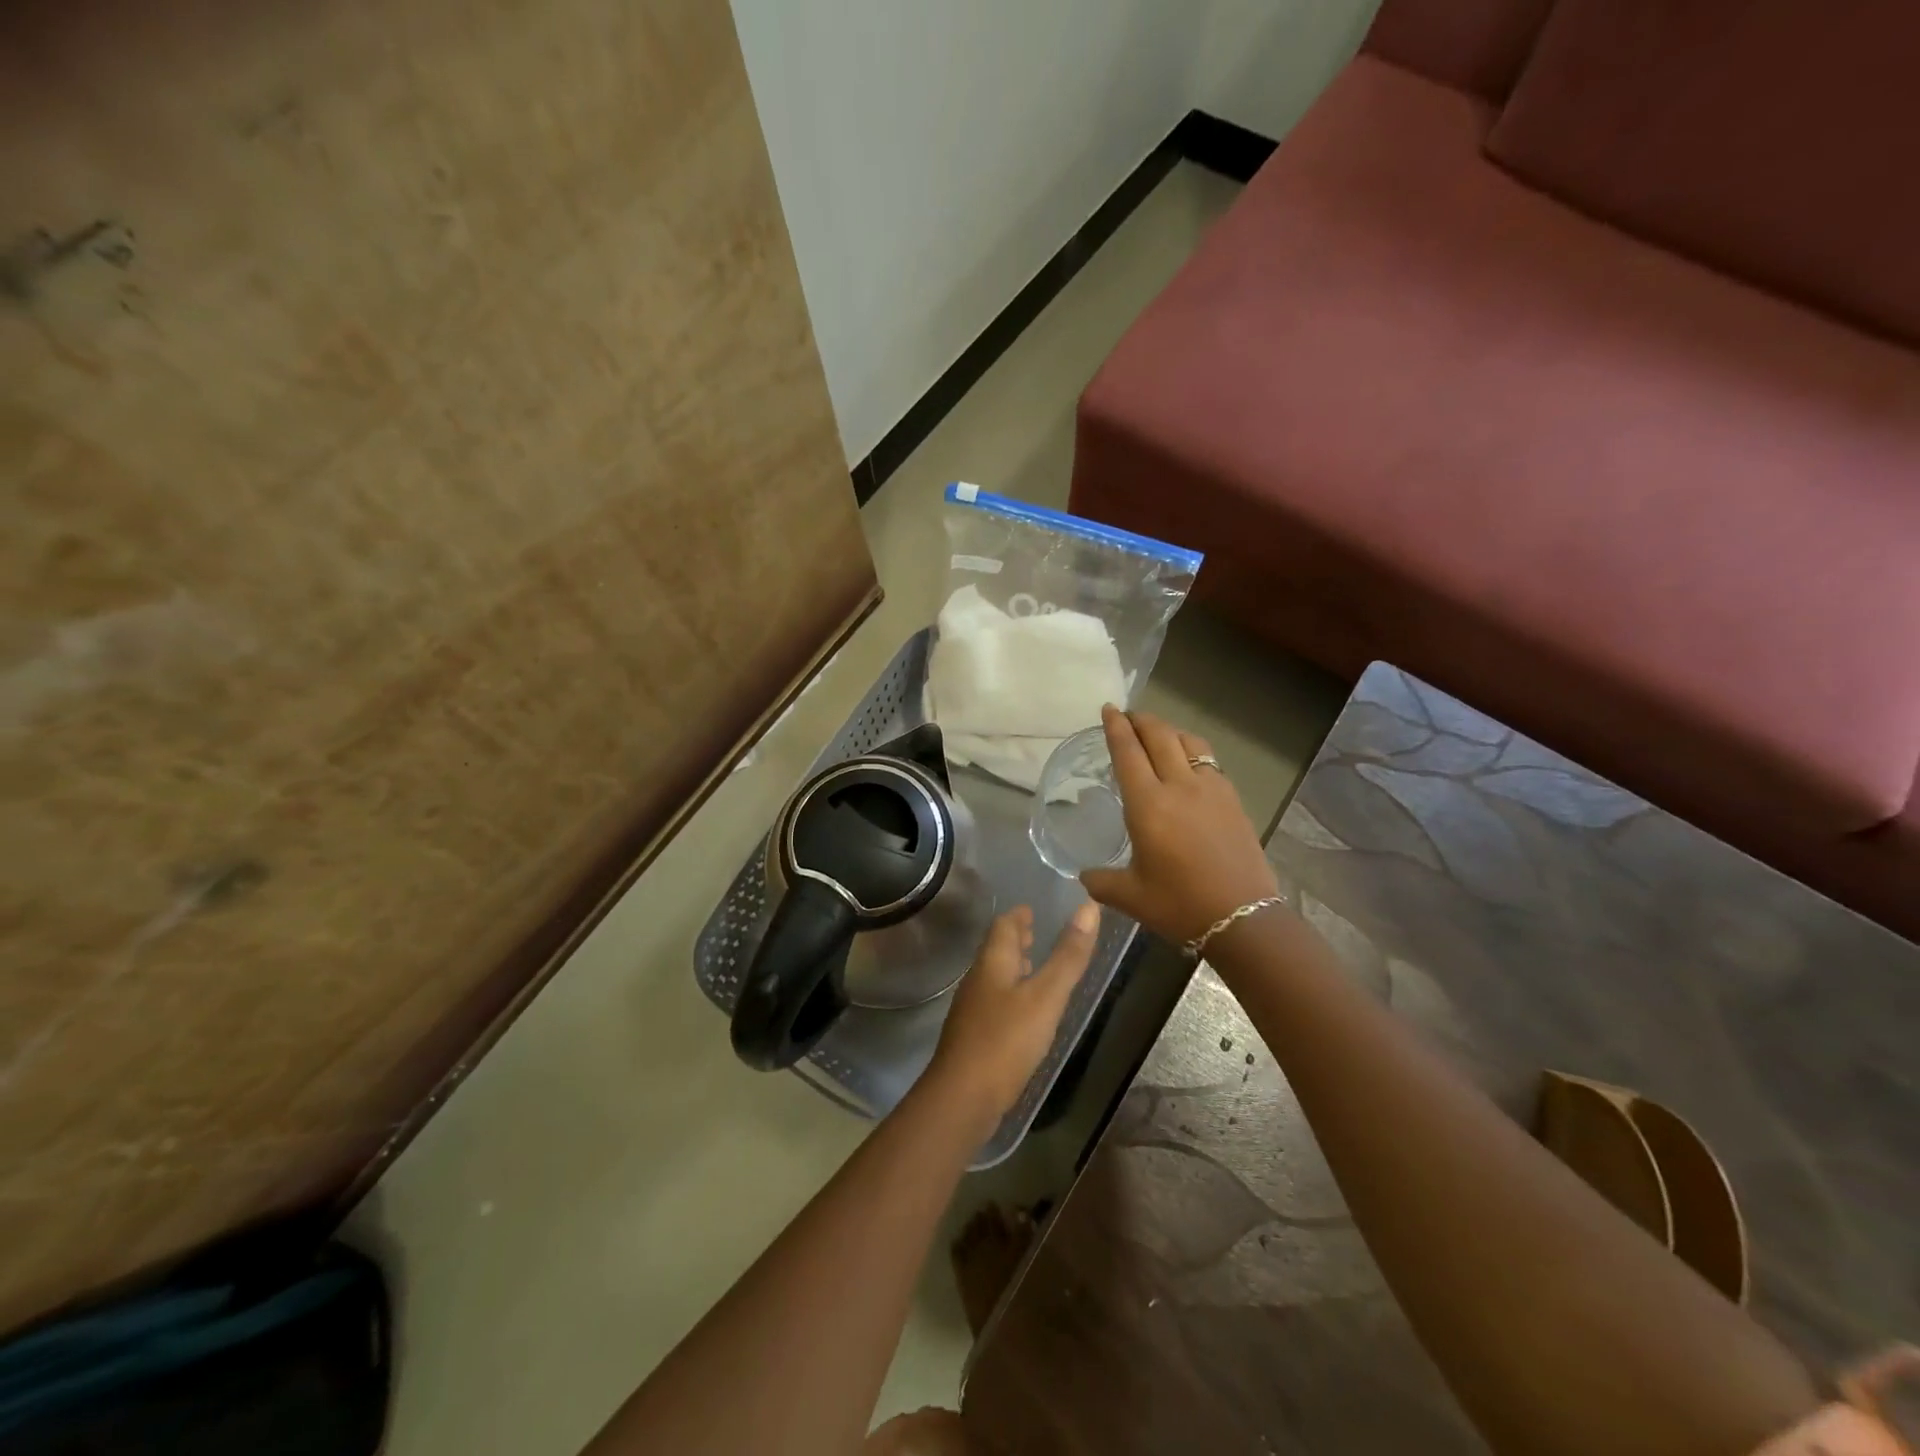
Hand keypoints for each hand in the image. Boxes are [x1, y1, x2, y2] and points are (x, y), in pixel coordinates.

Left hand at [926, 903, 1099, 1131]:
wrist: (963, 1098)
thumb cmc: (1006, 1040)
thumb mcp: (1046, 996)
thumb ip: (1068, 956)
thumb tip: (1088, 906)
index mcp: (992, 963)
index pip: (1003, 926)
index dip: (1019, 915)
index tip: (1034, 909)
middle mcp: (979, 980)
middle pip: (997, 950)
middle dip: (1017, 939)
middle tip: (1037, 932)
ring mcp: (973, 1010)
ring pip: (996, 977)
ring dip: (1014, 968)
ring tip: (1036, 967)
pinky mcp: (975, 1037)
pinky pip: (996, 1003)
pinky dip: (1012, 995)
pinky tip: (1026, 1012)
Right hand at [1080, 705, 1279, 945]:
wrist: (1242, 917)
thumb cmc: (1179, 905)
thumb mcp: (1130, 897)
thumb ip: (1101, 881)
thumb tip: (1085, 875)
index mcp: (1148, 804)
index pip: (1128, 752)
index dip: (1116, 727)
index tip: (1109, 709)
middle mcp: (1179, 786)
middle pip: (1159, 736)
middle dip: (1141, 720)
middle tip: (1128, 716)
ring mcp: (1211, 789)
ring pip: (1188, 742)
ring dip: (1169, 731)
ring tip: (1158, 735)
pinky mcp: (1232, 799)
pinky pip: (1208, 761)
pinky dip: (1192, 751)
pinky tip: (1188, 766)